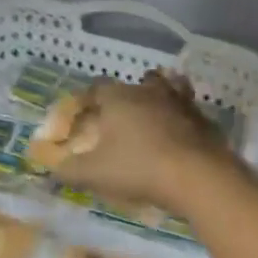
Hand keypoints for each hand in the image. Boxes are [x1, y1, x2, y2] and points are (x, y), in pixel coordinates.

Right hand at [49, 69, 234, 216]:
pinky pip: (189, 111)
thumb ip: (69, 170)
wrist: (197, 176)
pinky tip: (179, 134)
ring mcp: (180, 103)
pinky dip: (182, 117)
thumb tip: (53, 169)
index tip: (82, 112)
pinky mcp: (203, 120)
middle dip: (127, 95)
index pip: (97, 87)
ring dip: (160, 96)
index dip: (87, 98)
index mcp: (119, 98)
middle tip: (119, 115)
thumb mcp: (94, 174)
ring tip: (154, 113)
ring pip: (169, 88)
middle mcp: (149, 92)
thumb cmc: (138, 168)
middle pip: (137, 82)